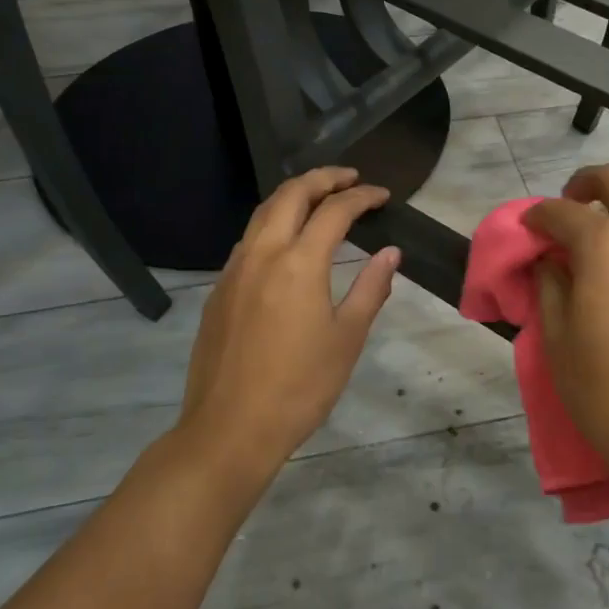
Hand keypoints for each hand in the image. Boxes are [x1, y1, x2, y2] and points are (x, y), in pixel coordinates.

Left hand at [176, 166, 400, 490]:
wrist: (229, 429)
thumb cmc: (300, 387)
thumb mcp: (347, 339)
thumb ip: (371, 288)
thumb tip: (390, 252)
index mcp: (299, 262)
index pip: (334, 210)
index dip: (362, 197)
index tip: (383, 195)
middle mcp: (262, 253)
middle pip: (290, 194)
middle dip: (322, 178)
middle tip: (350, 178)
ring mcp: (234, 270)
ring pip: (262, 212)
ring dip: (293, 195)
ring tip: (319, 198)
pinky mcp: (219, 290)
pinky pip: (248, 239)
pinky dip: (272, 223)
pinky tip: (286, 242)